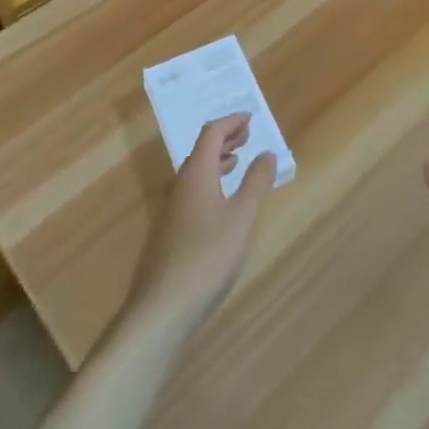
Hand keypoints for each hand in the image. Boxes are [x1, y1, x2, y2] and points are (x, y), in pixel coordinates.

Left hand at [126, 114, 277, 337]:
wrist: (161, 309)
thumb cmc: (207, 257)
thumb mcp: (242, 217)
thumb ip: (256, 182)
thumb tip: (267, 153)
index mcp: (197, 174)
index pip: (211, 133)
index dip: (231, 122)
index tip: (249, 119)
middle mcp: (180, 185)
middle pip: (200, 150)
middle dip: (224, 139)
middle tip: (246, 136)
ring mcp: (170, 210)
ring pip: (194, 173)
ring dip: (216, 161)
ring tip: (235, 163)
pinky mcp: (168, 233)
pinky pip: (191, 192)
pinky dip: (209, 183)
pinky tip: (220, 204)